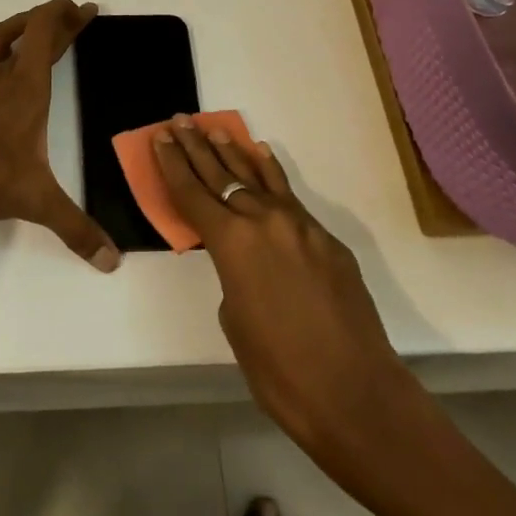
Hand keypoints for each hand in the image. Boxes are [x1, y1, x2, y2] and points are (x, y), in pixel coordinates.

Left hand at [0, 0, 119, 271]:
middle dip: (53, 20)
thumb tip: (112, 262)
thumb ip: (76, 229)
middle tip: (71, 16)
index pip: (47, 33)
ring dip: (16, 27)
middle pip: (27, 31)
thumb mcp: (37, 202)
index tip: (85, 9)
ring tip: (30, 28)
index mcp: (25, 87)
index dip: (67, 16)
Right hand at [152, 117, 408, 454]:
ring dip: (232, 152)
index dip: (172, 164)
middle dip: (196, 148)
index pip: (192, 193)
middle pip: (221, 175)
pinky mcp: (326, 239)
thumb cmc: (280, 371)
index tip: (160, 138)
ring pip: (257, 177)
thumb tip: (244, 260)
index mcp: (232, 243)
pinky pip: (289, 196)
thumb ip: (231, 275)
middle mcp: (263, 221)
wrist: (355, 394)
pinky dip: (271, 174)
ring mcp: (300, 226)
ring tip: (214, 129)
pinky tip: (262, 155)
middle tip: (179, 122)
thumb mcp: (235, 320)